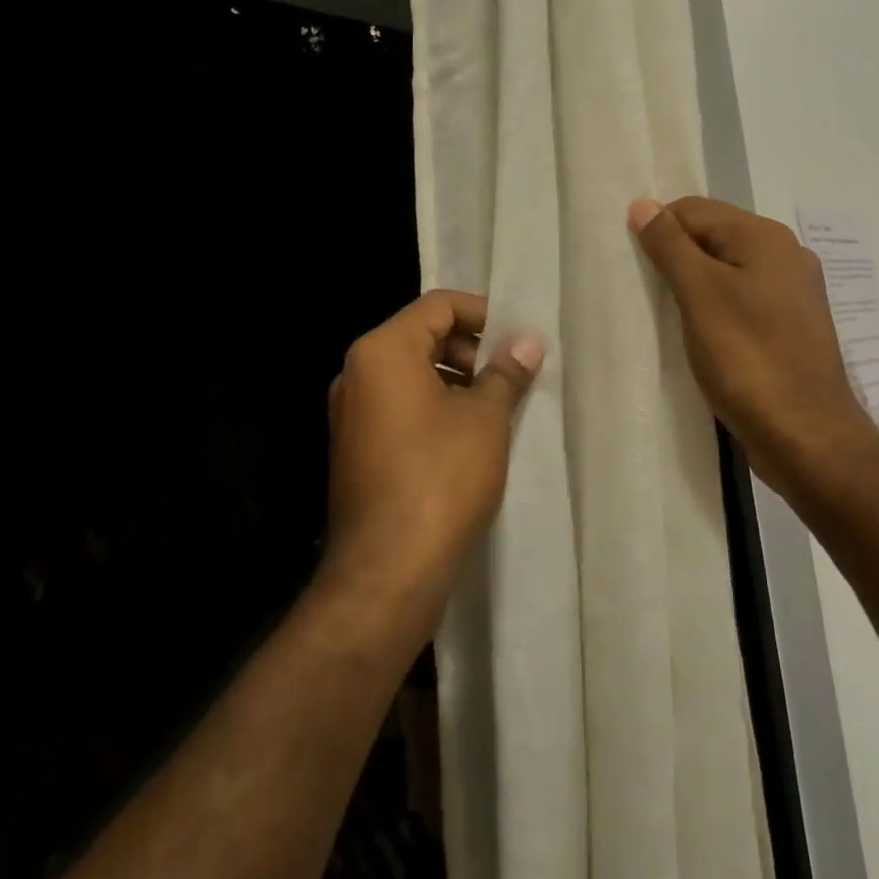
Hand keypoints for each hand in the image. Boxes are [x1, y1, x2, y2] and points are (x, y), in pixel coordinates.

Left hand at [323, 290, 542, 632]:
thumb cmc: (440, 478)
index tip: (517, 337)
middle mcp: (357, 373)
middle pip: (422, 336)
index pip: (438, 306)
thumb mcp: (485, 418)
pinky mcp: (355, 448)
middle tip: (512, 373)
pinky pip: (399, 406)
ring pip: (411, 374)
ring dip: (456, 379)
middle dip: (471, 348)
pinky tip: (469, 436)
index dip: (482, 313)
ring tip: (497, 406)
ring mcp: (351, 413)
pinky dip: (434, 407)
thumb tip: (528, 341)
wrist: (386, 573)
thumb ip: (506, 372)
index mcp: (383, 351)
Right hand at [630, 196, 875, 504]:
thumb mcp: (700, 295)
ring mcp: (792, 291)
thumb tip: (642, 203)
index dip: (659, 230)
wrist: (807, 437)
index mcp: (765, 237)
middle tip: (646, 290)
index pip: (694, 210)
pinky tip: (699, 331)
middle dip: (676, 255)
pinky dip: (715, 305)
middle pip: (713, 235)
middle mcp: (785, 254)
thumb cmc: (748, 359)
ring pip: (727, 269)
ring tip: (667, 312)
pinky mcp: (791, 325)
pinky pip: (742, 297)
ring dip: (694, 283)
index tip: (634, 265)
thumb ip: (670, 246)